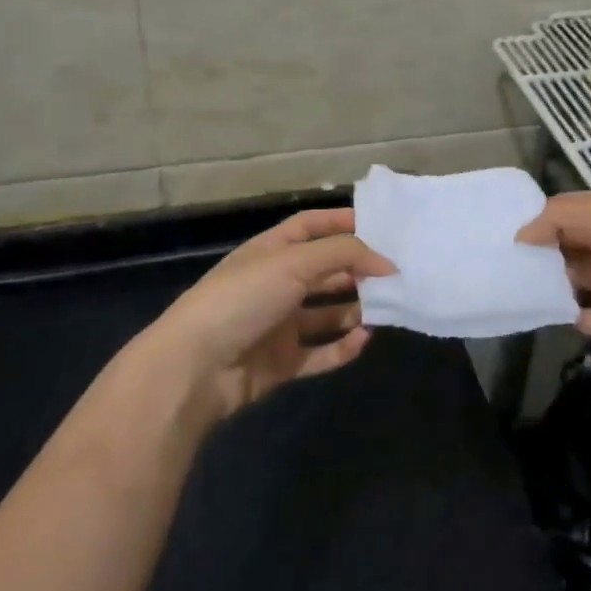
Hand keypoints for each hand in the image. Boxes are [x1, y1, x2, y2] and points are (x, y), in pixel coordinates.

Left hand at [149, 208, 395, 420]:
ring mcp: (278, 325)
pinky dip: (343, 347)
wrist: (195, 368)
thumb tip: (387, 262)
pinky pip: (320, 353)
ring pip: (327, 313)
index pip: (311, 226)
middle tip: (396, 273)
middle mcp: (276, 284)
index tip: (382, 226)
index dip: (342, 222)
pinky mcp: (281, 362)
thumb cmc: (243, 298)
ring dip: (355, 310)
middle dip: (358, 270)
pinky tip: (364, 340)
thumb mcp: (294, 262)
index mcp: (272, 251)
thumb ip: (344, 255)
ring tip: (388, 307)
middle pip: (325, 271)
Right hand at [517, 190, 590, 380]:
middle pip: (579, 241)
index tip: (517, 224)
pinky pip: (585, 315)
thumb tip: (523, 234)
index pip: (584, 207)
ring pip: (579, 277)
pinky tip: (538, 307)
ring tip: (516, 278)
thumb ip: (559, 217)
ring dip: (553, 278)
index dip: (552, 213)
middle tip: (509, 252)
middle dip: (548, 245)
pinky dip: (564, 312)